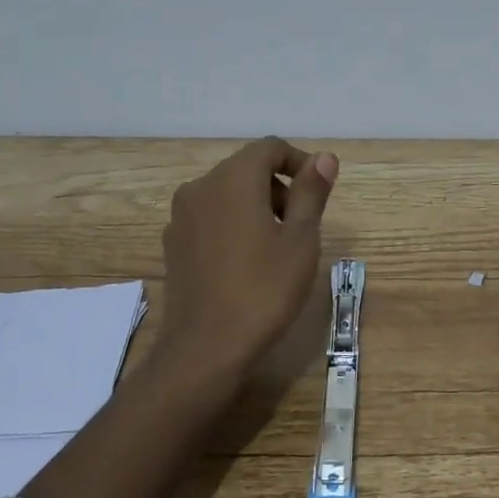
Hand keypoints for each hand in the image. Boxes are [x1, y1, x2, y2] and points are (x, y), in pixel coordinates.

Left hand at [159, 138, 337, 379]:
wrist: (205, 349)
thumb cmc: (263, 290)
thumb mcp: (301, 240)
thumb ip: (311, 192)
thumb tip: (324, 158)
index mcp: (233, 179)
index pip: (270, 148)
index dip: (300, 162)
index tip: (319, 192)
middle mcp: (200, 187)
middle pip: (247, 168)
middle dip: (280, 186)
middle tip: (303, 224)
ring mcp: (181, 217)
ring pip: (227, 193)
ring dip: (257, 205)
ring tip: (278, 246)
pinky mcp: (174, 244)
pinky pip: (210, 217)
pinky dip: (234, 223)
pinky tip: (247, 262)